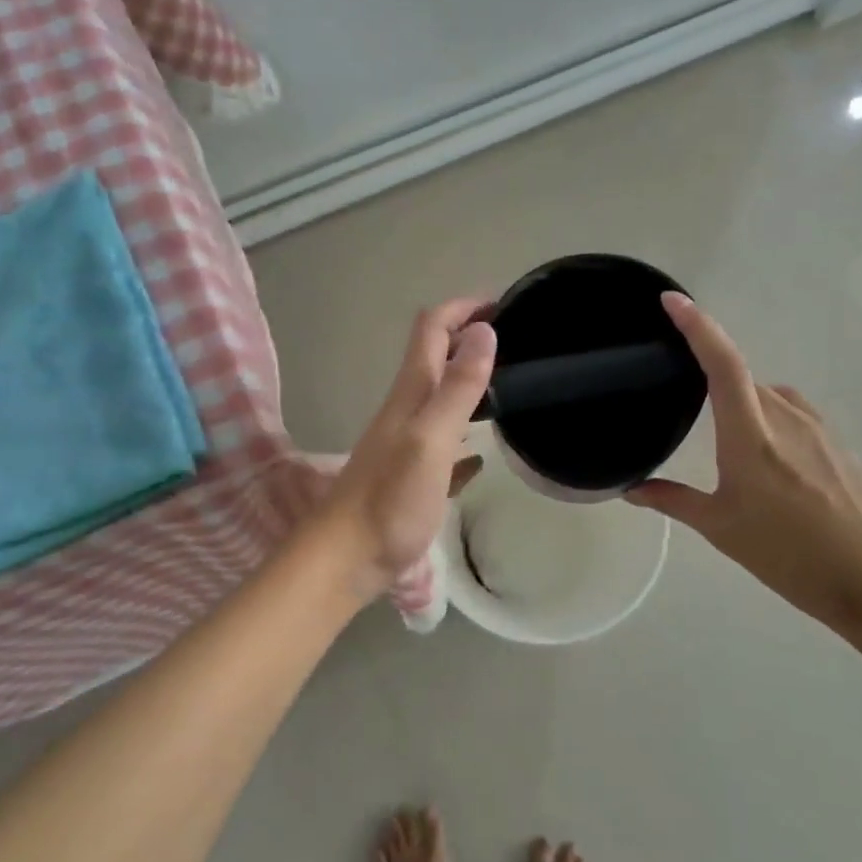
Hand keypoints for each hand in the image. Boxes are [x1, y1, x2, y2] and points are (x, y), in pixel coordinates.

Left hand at [316, 299, 495, 594]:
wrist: (346, 558)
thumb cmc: (389, 499)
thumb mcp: (430, 439)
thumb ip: (457, 388)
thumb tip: (484, 331)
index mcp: (410, 394)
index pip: (432, 329)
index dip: (463, 308)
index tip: (503, 303)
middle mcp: (406, 411)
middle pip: (436, 359)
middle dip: (469, 340)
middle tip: (515, 343)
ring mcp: (407, 446)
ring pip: (440, 401)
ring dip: (468, 385)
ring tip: (508, 388)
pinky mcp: (412, 479)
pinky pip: (443, 449)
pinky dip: (464, 441)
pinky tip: (482, 457)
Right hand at [627, 293, 861, 635]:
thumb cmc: (789, 554)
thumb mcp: (721, 528)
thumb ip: (673, 501)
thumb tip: (630, 489)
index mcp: (751, 434)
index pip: (722, 363)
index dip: (697, 326)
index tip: (672, 301)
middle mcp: (786, 417)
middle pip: (742, 378)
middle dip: (711, 378)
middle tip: (682, 395)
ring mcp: (818, 427)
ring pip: (768, 396)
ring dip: (742, 404)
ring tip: (724, 441)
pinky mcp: (838, 443)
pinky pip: (792, 414)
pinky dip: (768, 419)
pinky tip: (766, 461)